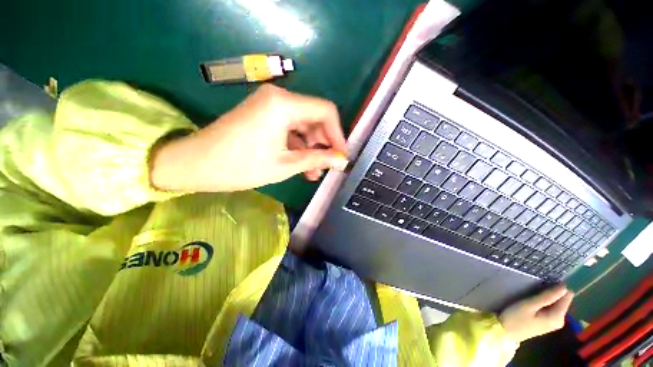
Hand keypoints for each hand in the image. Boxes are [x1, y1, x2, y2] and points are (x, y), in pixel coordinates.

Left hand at [151, 84, 347, 191]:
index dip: (338, 135)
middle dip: (324, 144)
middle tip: (328, 167)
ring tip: (314, 172)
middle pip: (315, 118)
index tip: (341, 156)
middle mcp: (279, 98)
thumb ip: (316, 159)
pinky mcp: (264, 115)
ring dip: (311, 148)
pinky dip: (298, 146)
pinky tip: (302, 165)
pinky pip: (290, 129)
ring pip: (303, 125)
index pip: (326, 111)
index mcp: (284, 105)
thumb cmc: (241, 166)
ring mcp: (270, 105)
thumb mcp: (285, 165)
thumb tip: (340, 159)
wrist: (195, 164)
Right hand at [498, 284, 573, 342]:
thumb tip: (564, 286)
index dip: (557, 288)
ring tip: (532, 294)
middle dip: (552, 293)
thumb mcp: (529, 305)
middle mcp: (560, 320)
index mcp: (558, 317)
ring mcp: (553, 322)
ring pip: (556, 304)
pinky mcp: (546, 322)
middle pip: (562, 300)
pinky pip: (551, 308)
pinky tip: (533, 302)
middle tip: (535, 290)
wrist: (504, 332)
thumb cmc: (515, 317)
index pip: (567, 296)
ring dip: (547, 297)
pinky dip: (544, 302)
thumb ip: (547, 297)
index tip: (545, 284)